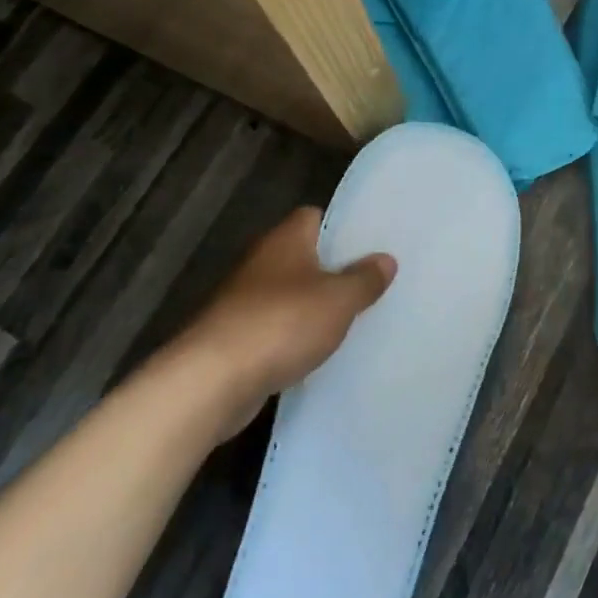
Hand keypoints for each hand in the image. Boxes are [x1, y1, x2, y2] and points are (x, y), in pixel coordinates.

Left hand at [171, 207, 395, 435]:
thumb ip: (364, 279)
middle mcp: (262, 262)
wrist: (212, 380)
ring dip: (315, 306)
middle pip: (305, 256)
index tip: (373, 243)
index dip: (343, 227)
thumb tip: (385, 259)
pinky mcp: (237, 337)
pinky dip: (296, 336)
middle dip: (335, 269)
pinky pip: (277, 327)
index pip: (315, 217)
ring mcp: (245, 300)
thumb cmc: (281, 323)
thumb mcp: (338, 300)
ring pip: (291, 294)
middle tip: (374, 282)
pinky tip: (320, 351)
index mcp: (285, 239)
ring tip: (356, 317)